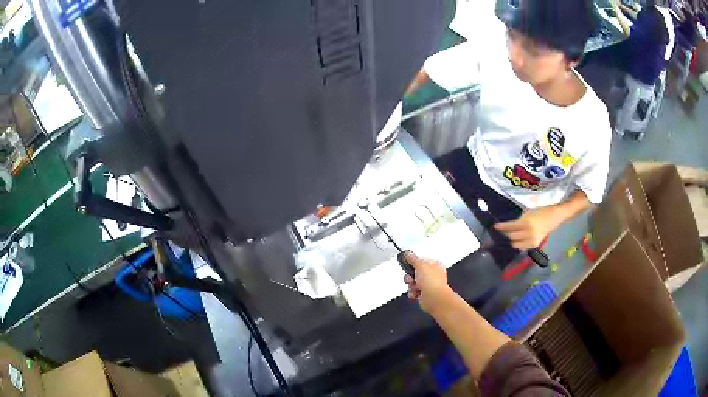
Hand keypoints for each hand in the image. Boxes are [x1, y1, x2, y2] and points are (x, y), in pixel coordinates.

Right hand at [403, 252, 452, 313]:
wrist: (433, 298)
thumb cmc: (432, 281)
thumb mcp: (419, 264)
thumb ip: (412, 258)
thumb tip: (407, 254)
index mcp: (435, 264)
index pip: (422, 260)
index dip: (414, 262)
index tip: (408, 263)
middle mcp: (433, 275)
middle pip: (416, 272)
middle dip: (410, 276)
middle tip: (411, 277)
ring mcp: (429, 285)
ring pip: (413, 283)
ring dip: (411, 285)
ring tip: (414, 286)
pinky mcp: (424, 295)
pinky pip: (414, 291)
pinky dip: (413, 293)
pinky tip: (416, 293)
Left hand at [494, 206, 560, 249]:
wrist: (554, 216)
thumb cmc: (540, 211)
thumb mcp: (528, 212)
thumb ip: (518, 220)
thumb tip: (508, 226)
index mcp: (527, 223)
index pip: (510, 227)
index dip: (501, 227)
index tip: (495, 226)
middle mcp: (529, 233)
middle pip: (512, 237)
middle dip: (506, 233)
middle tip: (502, 230)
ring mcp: (532, 241)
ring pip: (516, 244)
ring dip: (512, 240)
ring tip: (510, 235)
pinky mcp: (535, 245)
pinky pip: (522, 247)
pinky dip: (519, 244)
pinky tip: (518, 239)